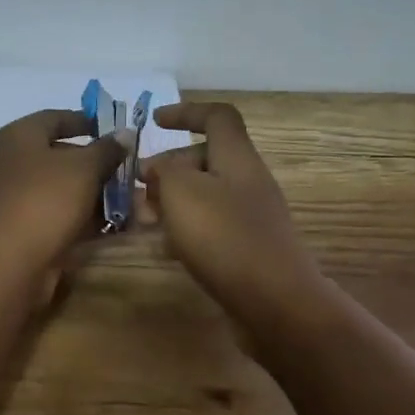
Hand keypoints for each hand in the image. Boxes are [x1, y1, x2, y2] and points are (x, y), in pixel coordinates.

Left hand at [0, 109, 126, 280]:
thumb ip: (107, 149)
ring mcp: (13, 196)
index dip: (87, 121)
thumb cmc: (47, 200)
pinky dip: (81, 215)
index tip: (116, 131)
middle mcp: (10, 161)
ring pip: (60, 186)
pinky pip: (56, 212)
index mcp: (18, 136)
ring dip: (94, 192)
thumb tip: (124, 133)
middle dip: (97, 163)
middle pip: (59, 154)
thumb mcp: (85, 168)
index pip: (56, 117)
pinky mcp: (20, 226)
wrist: (11, 262)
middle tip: (127, 170)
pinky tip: (110, 223)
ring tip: (128, 200)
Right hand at [141, 102, 326, 326]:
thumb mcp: (181, 192)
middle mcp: (247, 181)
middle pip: (206, 158)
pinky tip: (166, 250)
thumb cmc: (224, 237)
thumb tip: (158, 169)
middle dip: (169, 167)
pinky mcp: (247, 248)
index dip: (185, 112)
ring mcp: (251, 216)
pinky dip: (185, 230)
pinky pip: (210, 226)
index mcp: (237, 157)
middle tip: (138, 187)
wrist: (276, 302)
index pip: (216, 116)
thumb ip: (164, 172)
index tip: (154, 121)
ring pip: (205, 194)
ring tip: (145, 220)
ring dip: (172, 201)